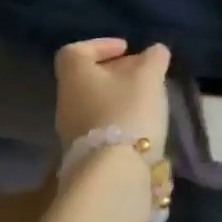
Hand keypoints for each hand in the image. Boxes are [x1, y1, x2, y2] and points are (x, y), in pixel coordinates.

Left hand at [53, 38, 170, 149]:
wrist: (113, 176)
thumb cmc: (127, 111)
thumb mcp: (149, 77)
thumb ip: (153, 59)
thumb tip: (155, 51)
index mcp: (75, 76)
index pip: (75, 52)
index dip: (100, 45)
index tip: (126, 49)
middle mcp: (66, 102)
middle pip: (87, 79)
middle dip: (116, 73)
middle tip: (143, 73)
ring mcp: (71, 133)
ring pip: (94, 104)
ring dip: (118, 98)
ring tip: (147, 99)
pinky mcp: (83, 157)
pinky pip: (100, 127)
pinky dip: (118, 120)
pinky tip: (141, 125)